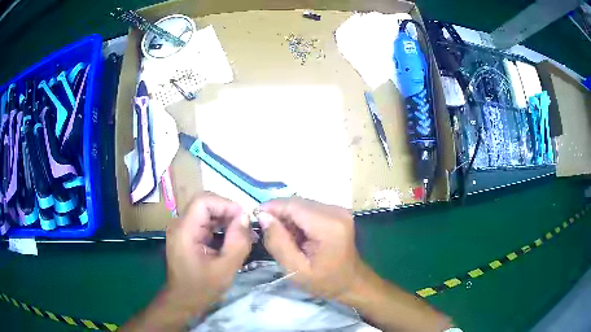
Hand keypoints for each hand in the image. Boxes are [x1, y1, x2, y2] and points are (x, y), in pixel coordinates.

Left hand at [164, 192, 250, 313]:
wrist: (183, 300)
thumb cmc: (202, 288)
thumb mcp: (225, 268)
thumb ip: (237, 242)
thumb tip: (245, 218)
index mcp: (185, 230)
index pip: (204, 201)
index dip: (226, 204)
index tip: (244, 218)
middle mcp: (180, 224)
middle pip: (204, 203)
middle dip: (227, 211)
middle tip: (245, 226)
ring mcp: (182, 229)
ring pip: (205, 211)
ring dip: (224, 218)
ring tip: (241, 233)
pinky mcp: (186, 235)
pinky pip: (204, 222)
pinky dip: (219, 226)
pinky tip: (230, 238)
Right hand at [257, 197, 364, 299]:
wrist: (351, 282)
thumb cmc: (325, 281)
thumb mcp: (296, 270)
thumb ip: (278, 243)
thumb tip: (263, 216)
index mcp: (328, 226)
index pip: (293, 205)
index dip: (272, 207)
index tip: (255, 217)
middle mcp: (336, 211)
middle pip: (298, 203)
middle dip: (279, 213)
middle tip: (268, 232)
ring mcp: (339, 210)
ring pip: (302, 204)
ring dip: (288, 217)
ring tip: (284, 237)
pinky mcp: (338, 212)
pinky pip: (310, 209)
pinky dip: (298, 219)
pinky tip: (297, 235)